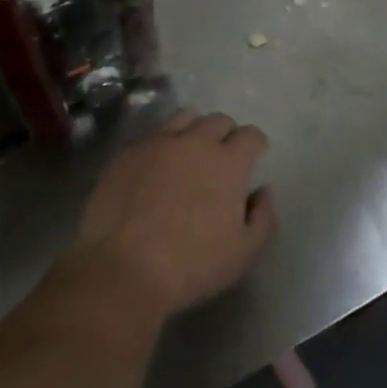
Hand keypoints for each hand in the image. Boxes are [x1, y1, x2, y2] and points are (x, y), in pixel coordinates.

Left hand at [69, 111, 275, 319]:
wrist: (122, 269)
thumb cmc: (190, 265)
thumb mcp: (243, 254)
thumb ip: (263, 217)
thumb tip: (262, 191)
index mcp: (228, 162)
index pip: (250, 135)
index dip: (255, 144)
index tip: (254, 156)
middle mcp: (196, 141)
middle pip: (218, 120)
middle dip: (226, 134)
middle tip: (222, 156)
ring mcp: (159, 143)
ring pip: (185, 118)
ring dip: (194, 129)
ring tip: (190, 151)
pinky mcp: (128, 152)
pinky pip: (153, 136)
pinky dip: (162, 145)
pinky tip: (157, 167)